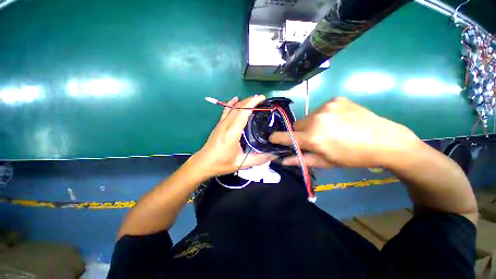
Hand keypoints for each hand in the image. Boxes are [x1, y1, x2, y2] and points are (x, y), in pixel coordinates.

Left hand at [191, 95, 276, 176]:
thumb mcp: (241, 163)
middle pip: (239, 107)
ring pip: (233, 107)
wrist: (203, 163)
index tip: (262, 98)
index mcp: (232, 132)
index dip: (253, 102)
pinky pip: (226, 110)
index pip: (243, 112)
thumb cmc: (221, 163)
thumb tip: (273, 155)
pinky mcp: (219, 124)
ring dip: (244, 101)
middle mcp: (226, 124)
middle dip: (251, 100)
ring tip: (254, 100)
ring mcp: (221, 123)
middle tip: (262, 100)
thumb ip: (258, 159)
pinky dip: (232, 103)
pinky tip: (236, 99)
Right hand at [269, 97, 420, 167]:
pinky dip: (322, 116)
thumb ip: (301, 160)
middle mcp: (316, 119)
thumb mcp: (325, 162)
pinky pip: (320, 109)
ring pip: (307, 117)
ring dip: (311, 124)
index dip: (276, 138)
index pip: (286, 137)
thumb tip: (283, 160)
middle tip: (313, 138)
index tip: (272, 138)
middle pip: (296, 125)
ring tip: (327, 130)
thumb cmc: (353, 156)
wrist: (385, 140)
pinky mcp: (335, 99)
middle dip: (299, 133)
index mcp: (313, 137)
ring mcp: (326, 106)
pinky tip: (336, 121)